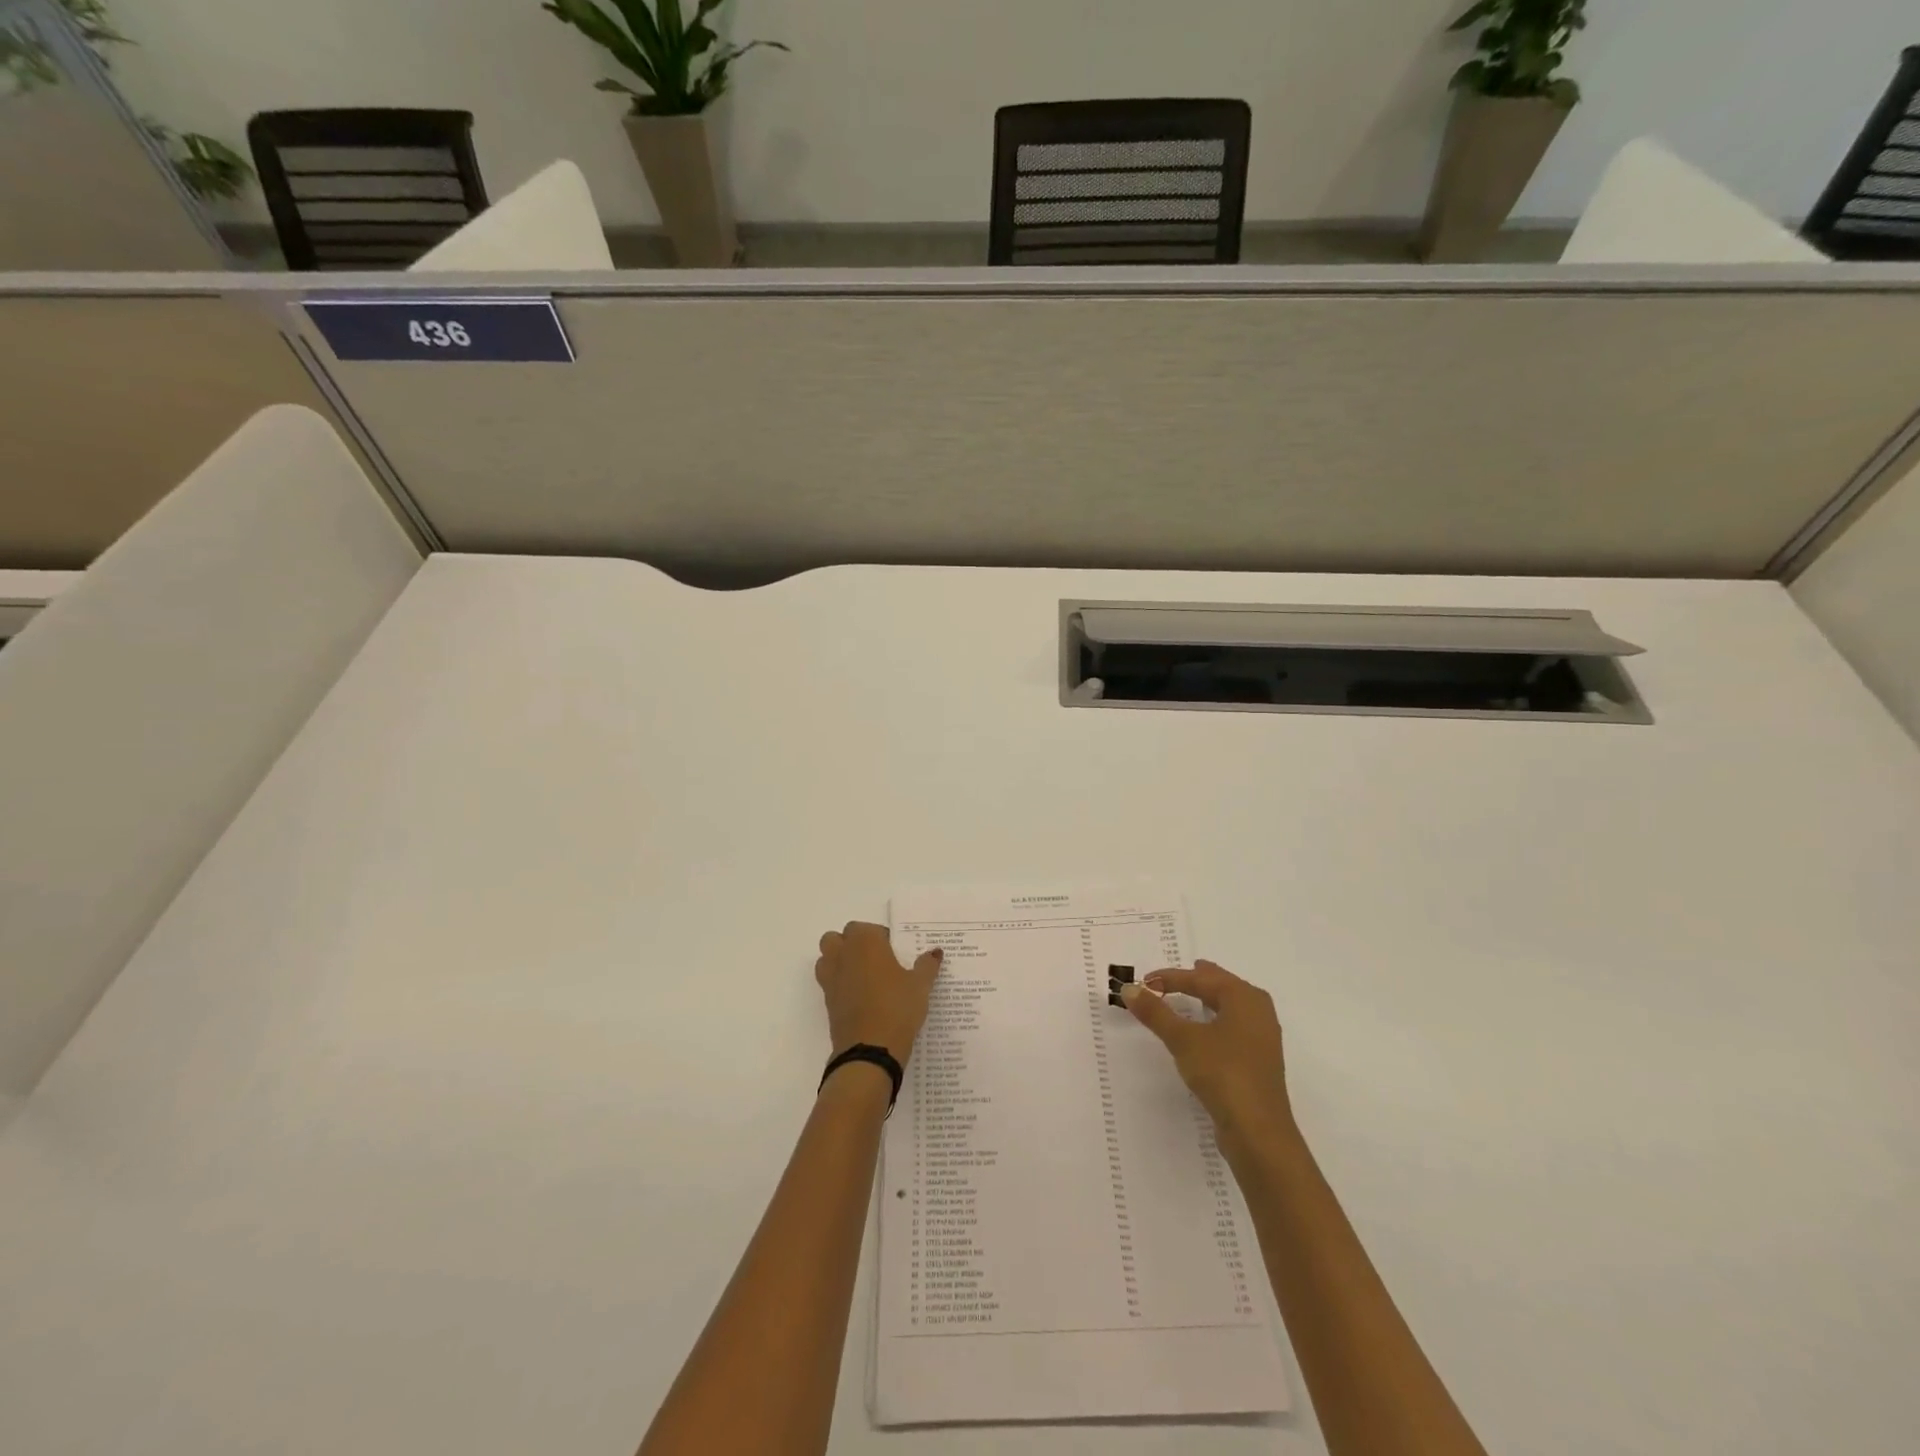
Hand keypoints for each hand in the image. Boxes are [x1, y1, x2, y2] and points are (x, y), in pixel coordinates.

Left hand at [814, 922, 943, 1065]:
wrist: (870, 1050)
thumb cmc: (898, 1007)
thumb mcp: (920, 986)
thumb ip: (927, 965)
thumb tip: (935, 952)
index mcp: (865, 942)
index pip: (866, 927)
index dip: (879, 936)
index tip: (894, 951)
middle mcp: (843, 955)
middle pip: (837, 938)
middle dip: (852, 944)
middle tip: (875, 960)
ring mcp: (831, 978)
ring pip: (826, 958)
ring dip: (839, 961)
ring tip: (863, 977)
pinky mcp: (827, 1002)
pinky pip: (828, 983)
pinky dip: (839, 984)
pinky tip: (860, 998)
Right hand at [1121, 960, 1293, 1150]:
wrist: (1258, 1132)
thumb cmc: (1223, 1073)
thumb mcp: (1183, 1039)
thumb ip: (1156, 1013)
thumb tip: (1129, 989)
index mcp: (1244, 998)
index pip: (1202, 978)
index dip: (1171, 977)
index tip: (1145, 981)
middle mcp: (1259, 1012)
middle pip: (1222, 986)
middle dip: (1197, 980)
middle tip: (1174, 976)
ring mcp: (1262, 1038)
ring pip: (1230, 1007)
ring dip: (1207, 1001)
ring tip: (1191, 996)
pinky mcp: (1258, 1062)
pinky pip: (1233, 1028)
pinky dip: (1215, 1021)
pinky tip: (1205, 1032)